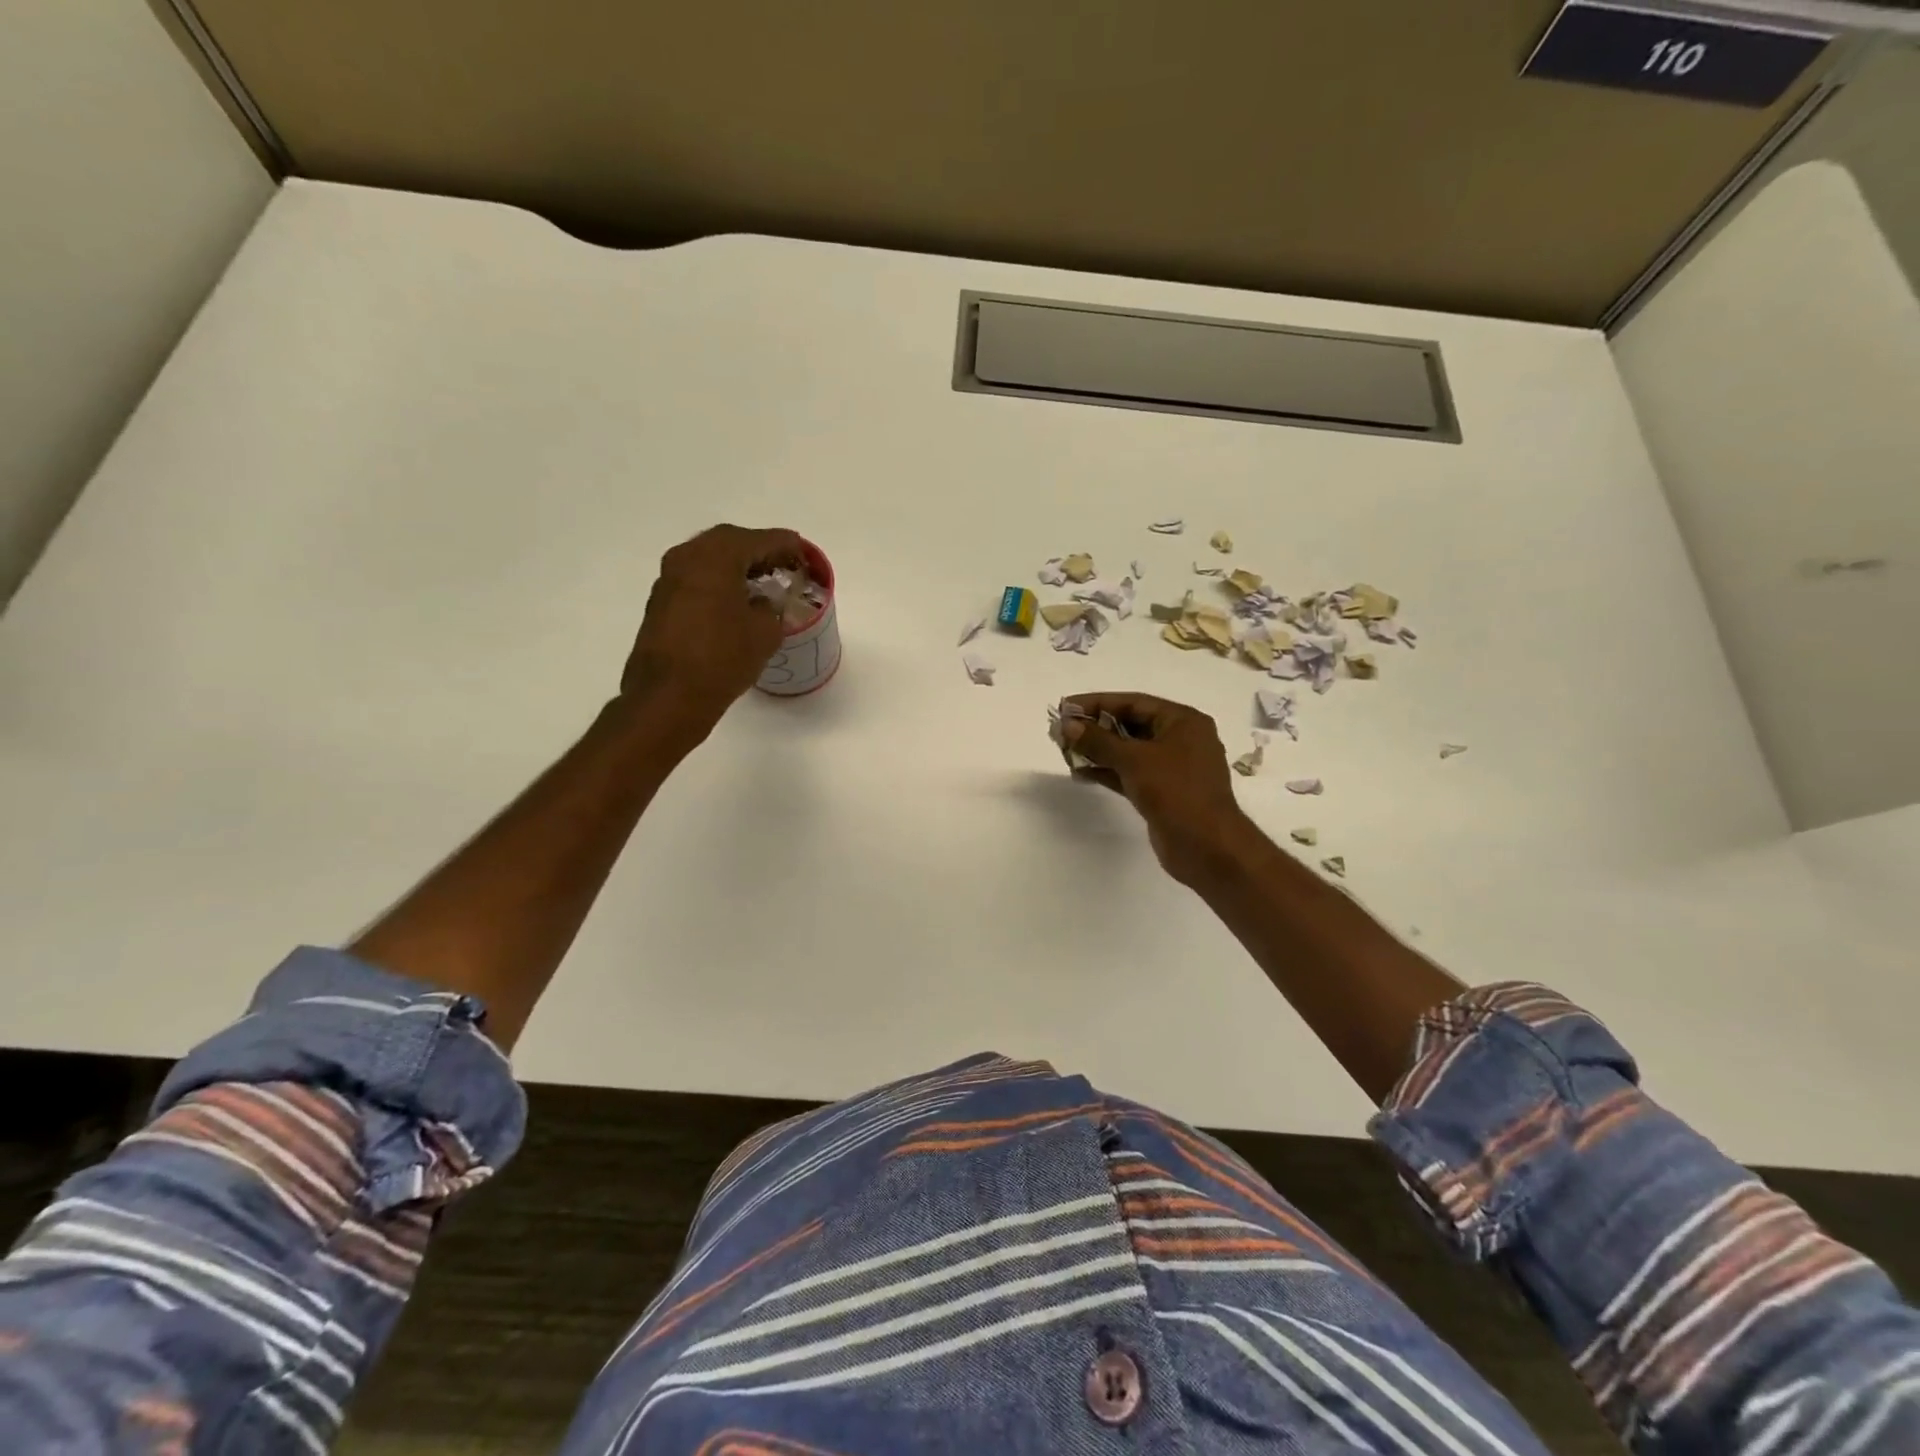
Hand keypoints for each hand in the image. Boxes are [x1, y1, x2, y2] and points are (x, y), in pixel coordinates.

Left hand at [619, 524, 805, 740]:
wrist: (668, 696)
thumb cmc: (722, 658)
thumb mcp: (765, 632)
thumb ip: (771, 608)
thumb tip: (762, 603)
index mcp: (717, 556)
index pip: (761, 540)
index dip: (788, 546)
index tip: (806, 555)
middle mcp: (688, 557)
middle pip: (731, 542)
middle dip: (760, 551)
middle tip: (785, 567)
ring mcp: (669, 579)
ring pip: (711, 560)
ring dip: (738, 566)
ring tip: (764, 584)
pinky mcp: (661, 602)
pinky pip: (697, 579)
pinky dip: (720, 582)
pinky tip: (737, 602)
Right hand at [1060, 692, 1253, 886]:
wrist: (1207, 846)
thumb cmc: (1176, 791)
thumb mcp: (1134, 760)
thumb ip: (1098, 741)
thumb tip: (1067, 724)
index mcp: (1183, 721)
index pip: (1133, 702)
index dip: (1096, 703)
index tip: (1065, 707)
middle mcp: (1181, 739)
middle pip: (1131, 725)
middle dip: (1096, 727)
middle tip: (1062, 730)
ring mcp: (1173, 768)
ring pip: (1129, 751)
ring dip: (1098, 750)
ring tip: (1065, 750)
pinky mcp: (1164, 792)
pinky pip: (1131, 773)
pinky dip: (1108, 771)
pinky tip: (1081, 773)